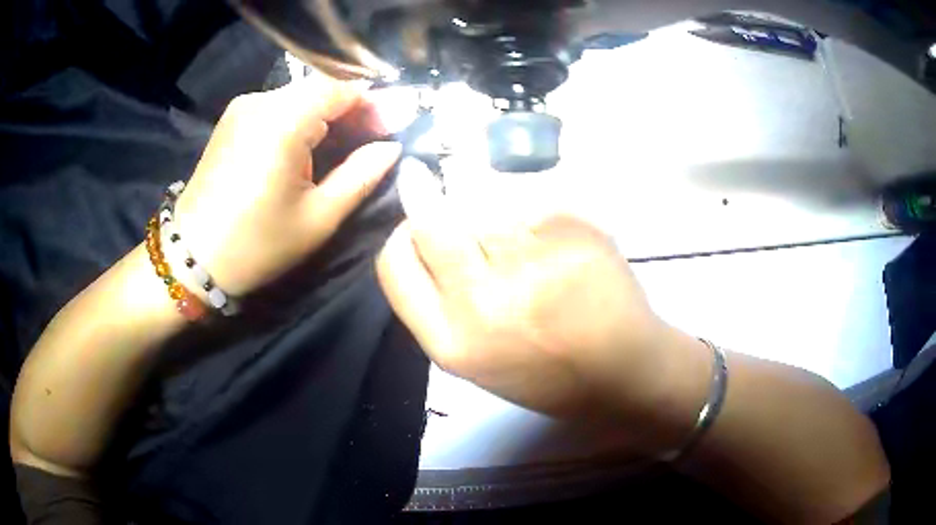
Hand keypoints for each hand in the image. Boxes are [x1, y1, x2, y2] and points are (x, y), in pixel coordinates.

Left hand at [173, 73, 401, 296]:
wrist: (191, 258)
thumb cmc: (256, 245)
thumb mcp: (318, 218)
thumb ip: (361, 176)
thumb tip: (392, 147)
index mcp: (283, 121)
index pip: (342, 88)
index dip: (375, 104)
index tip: (395, 128)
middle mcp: (261, 101)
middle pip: (321, 88)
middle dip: (354, 108)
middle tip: (377, 136)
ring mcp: (242, 107)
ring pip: (301, 96)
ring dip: (330, 113)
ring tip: (349, 142)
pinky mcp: (232, 119)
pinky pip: (279, 106)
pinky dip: (304, 117)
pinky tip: (312, 142)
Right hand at [377, 160, 705, 436]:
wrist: (625, 371)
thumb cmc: (549, 374)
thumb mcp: (477, 360)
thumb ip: (441, 304)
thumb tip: (418, 234)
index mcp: (452, 343)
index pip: (394, 263)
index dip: (402, 237)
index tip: (416, 228)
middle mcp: (483, 301)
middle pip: (431, 221)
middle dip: (436, 207)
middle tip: (460, 209)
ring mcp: (532, 264)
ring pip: (482, 201)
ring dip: (492, 209)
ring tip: (524, 239)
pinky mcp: (572, 234)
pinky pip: (532, 200)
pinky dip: (537, 212)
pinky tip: (559, 242)